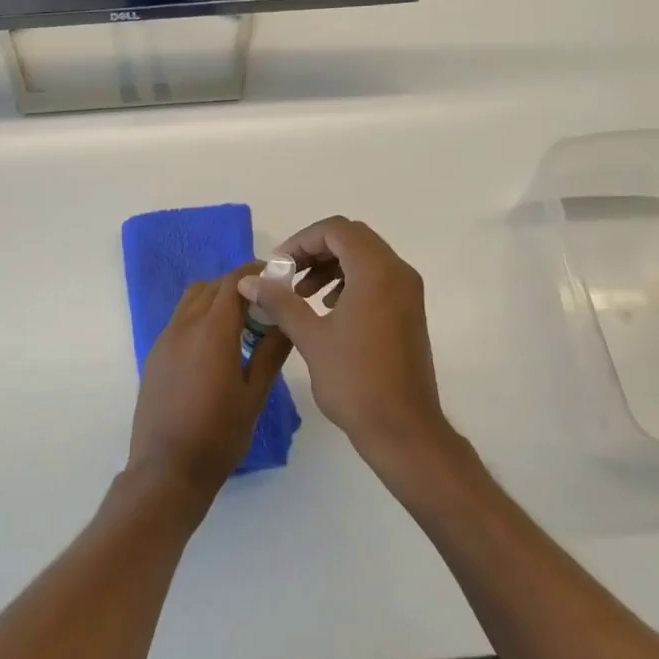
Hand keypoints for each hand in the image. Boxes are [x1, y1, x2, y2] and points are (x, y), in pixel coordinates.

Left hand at [129, 263, 290, 501]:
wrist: (167, 470)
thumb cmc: (219, 435)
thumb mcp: (255, 394)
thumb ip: (272, 351)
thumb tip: (286, 320)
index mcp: (212, 331)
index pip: (234, 282)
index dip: (257, 273)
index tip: (277, 281)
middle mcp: (184, 326)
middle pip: (212, 286)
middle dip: (238, 286)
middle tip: (264, 306)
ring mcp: (165, 339)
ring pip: (192, 300)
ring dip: (217, 299)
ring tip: (240, 325)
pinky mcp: (155, 355)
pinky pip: (180, 320)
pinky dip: (200, 316)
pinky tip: (216, 347)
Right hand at [237, 218, 454, 471]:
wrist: (403, 428)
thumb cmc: (355, 380)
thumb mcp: (311, 337)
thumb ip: (280, 301)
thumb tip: (248, 280)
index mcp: (376, 271)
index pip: (336, 230)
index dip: (302, 240)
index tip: (279, 266)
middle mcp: (398, 272)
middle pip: (353, 239)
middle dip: (315, 251)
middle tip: (288, 275)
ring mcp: (408, 292)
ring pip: (366, 258)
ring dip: (331, 266)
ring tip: (303, 294)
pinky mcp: (409, 311)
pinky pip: (377, 279)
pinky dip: (350, 282)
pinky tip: (328, 310)